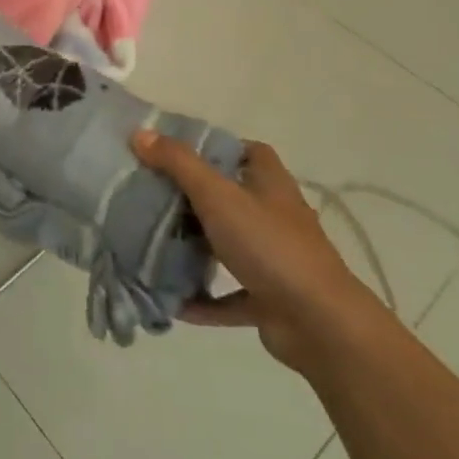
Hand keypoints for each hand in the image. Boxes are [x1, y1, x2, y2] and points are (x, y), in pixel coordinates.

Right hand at [132, 132, 385, 370]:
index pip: (246, 151)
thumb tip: (140, 133)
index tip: (175, 151)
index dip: (215, 147)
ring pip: (228, 244)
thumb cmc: (269, 245)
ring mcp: (274, 258)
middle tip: (151, 195)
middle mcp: (275, 215)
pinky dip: (203, 297)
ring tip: (154, 242)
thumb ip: (178, 163)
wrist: (319, 324)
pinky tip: (173, 300)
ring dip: (196, 247)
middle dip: (193, 197)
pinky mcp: (269, 298)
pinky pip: (229, 294)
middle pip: (231, 196)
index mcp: (270, 182)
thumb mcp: (217, 195)